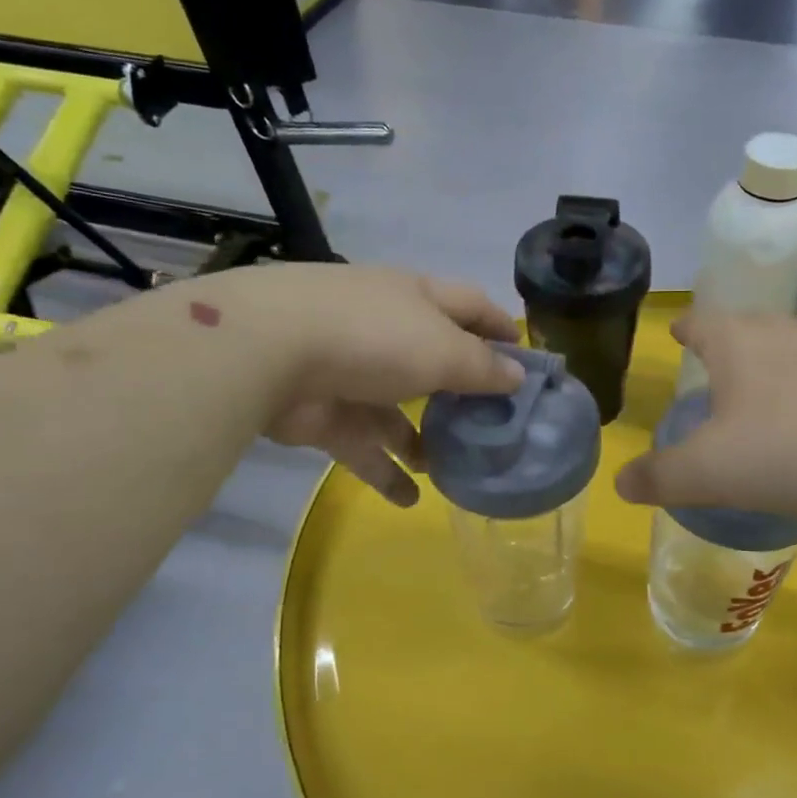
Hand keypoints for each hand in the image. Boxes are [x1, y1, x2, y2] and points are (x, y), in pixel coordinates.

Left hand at [213, 265, 524, 505]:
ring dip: (424, 440)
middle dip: (462, 392)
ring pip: (397, 411)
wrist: (269, 353)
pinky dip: (385, 471)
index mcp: (416, 299)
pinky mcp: (323, 413)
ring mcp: (350, 373)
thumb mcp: (443, 350)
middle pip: (435, 360)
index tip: (528, 359)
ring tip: (453, 469)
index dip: (500, 327)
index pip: (470, 306)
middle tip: (495, 427)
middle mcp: (385, 330)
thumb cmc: (373, 337)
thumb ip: (483, 368)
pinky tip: (410, 498)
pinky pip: (364, 446)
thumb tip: (517, 378)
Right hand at [614, 312, 796, 518]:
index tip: (678, 330)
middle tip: (715, 367)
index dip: (685, 327)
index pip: (701, 321)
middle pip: (747, 327)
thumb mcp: (707, 472)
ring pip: (790, 351)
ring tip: (761, 401)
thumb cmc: (784, 450)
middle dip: (728, 344)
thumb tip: (620, 484)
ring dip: (771, 369)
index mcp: (736, 342)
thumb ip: (659, 477)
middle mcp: (783, 334)